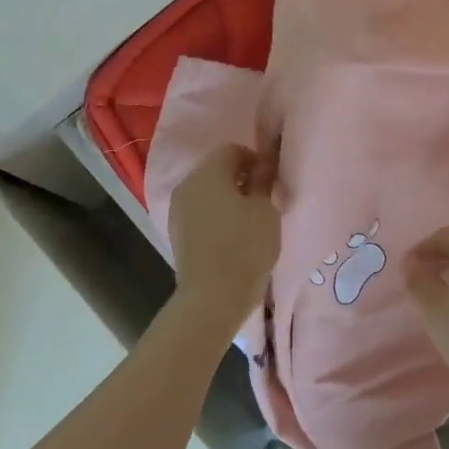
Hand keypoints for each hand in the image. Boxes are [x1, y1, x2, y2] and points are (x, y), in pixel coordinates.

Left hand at [168, 143, 281, 326]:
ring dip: (227, 198)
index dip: (255, 159)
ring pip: (206, 192)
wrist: (212, 297)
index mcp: (208, 173)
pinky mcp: (177, 232)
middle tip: (263, 200)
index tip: (271, 181)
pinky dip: (215, 215)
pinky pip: (200, 212)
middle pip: (216, 169)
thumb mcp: (265, 210)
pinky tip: (231, 236)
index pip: (232, 150)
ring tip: (248, 220)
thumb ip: (263, 180)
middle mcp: (187, 185)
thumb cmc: (245, 247)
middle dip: (240, 178)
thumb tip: (263, 163)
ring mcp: (178, 210)